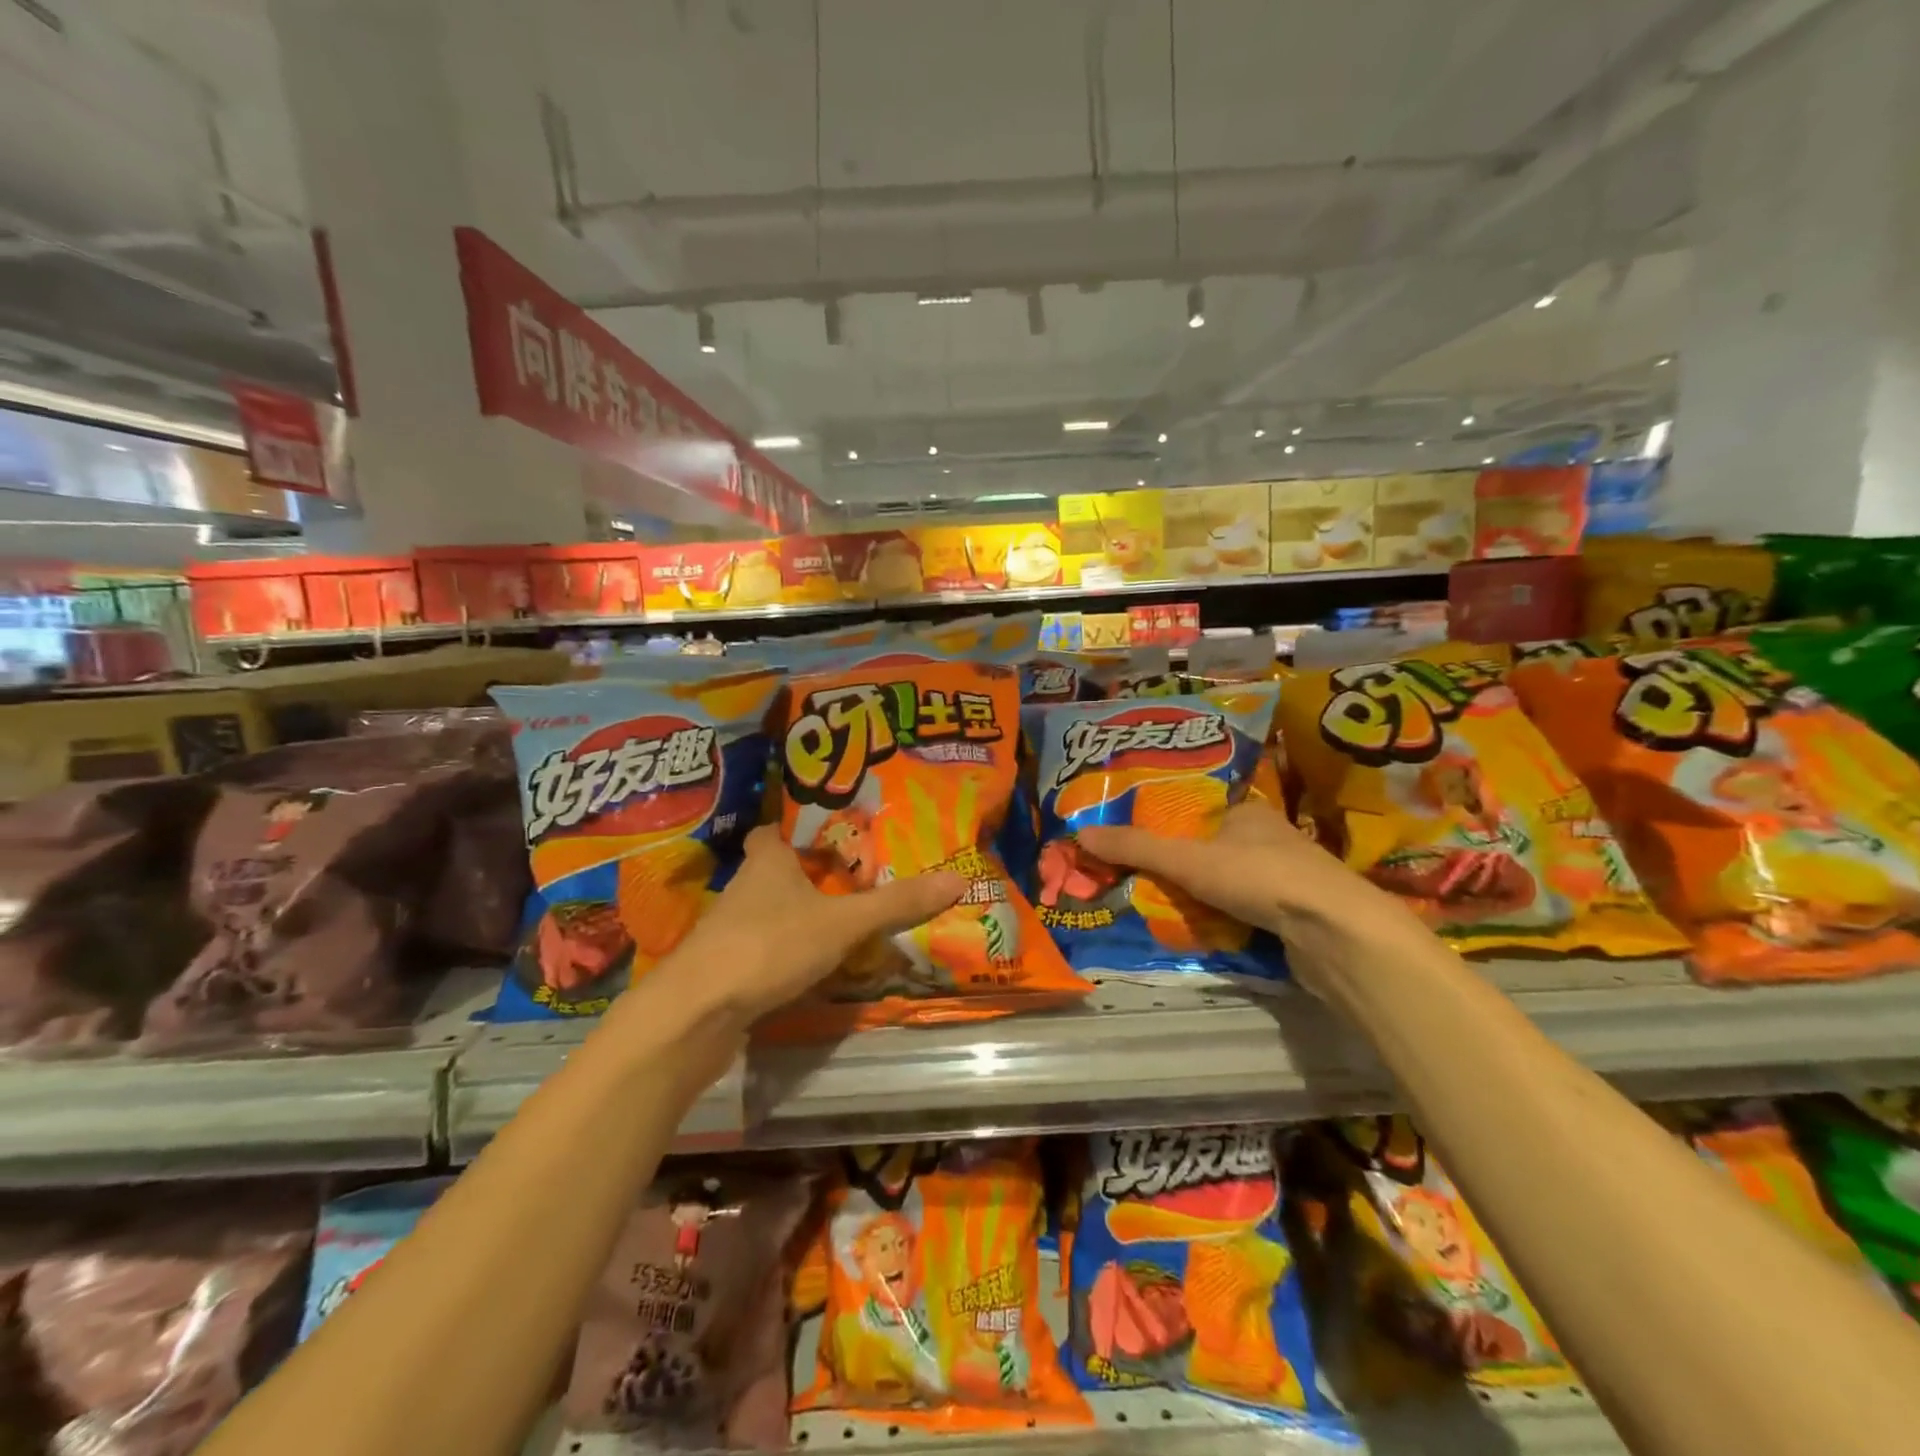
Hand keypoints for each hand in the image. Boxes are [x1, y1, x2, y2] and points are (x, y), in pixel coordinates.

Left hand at [664, 826, 965, 1027]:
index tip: (829, 835)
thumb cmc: (769, 945)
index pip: (773, 832)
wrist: (696, 1014)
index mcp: (766, 862)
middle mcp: (743, 889)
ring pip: (768, 914)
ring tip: (842, 923)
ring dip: (797, 918)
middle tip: (852, 880)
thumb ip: (896, 904)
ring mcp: (729, 932)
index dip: (796, 831)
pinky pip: (762, 952)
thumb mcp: (842, 922)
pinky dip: (785, 955)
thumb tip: (958, 878)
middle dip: (807, 877)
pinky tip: (811, 968)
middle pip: (775, 873)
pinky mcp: (726, 970)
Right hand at [1077, 800, 1422, 996]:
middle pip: (1212, 850)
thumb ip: (1136, 848)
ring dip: (1204, 898)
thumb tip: (1079, 834)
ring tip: (1163, 911)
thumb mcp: (1187, 860)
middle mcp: (1270, 839)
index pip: (1198, 814)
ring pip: (1231, 884)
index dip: (1168, 829)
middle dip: (1182, 869)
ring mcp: (1287, 879)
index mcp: (1247, 812)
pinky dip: (1227, 921)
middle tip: (1142, 884)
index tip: (1137, 848)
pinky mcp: (1296, 915)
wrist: (1335, 933)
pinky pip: (1248, 912)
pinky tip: (1205, 933)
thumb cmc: (1259, 878)